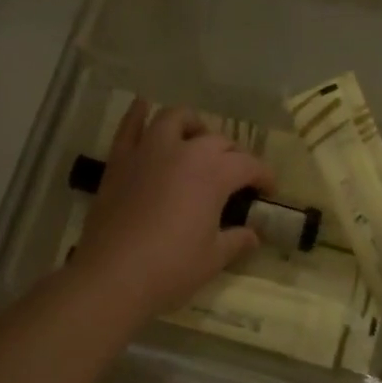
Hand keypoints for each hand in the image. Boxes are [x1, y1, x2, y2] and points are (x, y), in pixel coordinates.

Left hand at [71, 101, 273, 321]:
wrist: (112, 276)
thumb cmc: (170, 268)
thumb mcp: (213, 259)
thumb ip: (237, 240)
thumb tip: (253, 234)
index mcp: (213, 173)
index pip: (248, 164)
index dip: (264, 175)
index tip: (268, 190)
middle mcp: (184, 151)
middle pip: (217, 140)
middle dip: (232, 155)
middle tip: (235, 176)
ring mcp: (148, 151)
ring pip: (175, 119)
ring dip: (191, 125)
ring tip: (196, 140)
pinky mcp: (120, 160)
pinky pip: (129, 127)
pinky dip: (138, 114)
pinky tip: (143, 106)